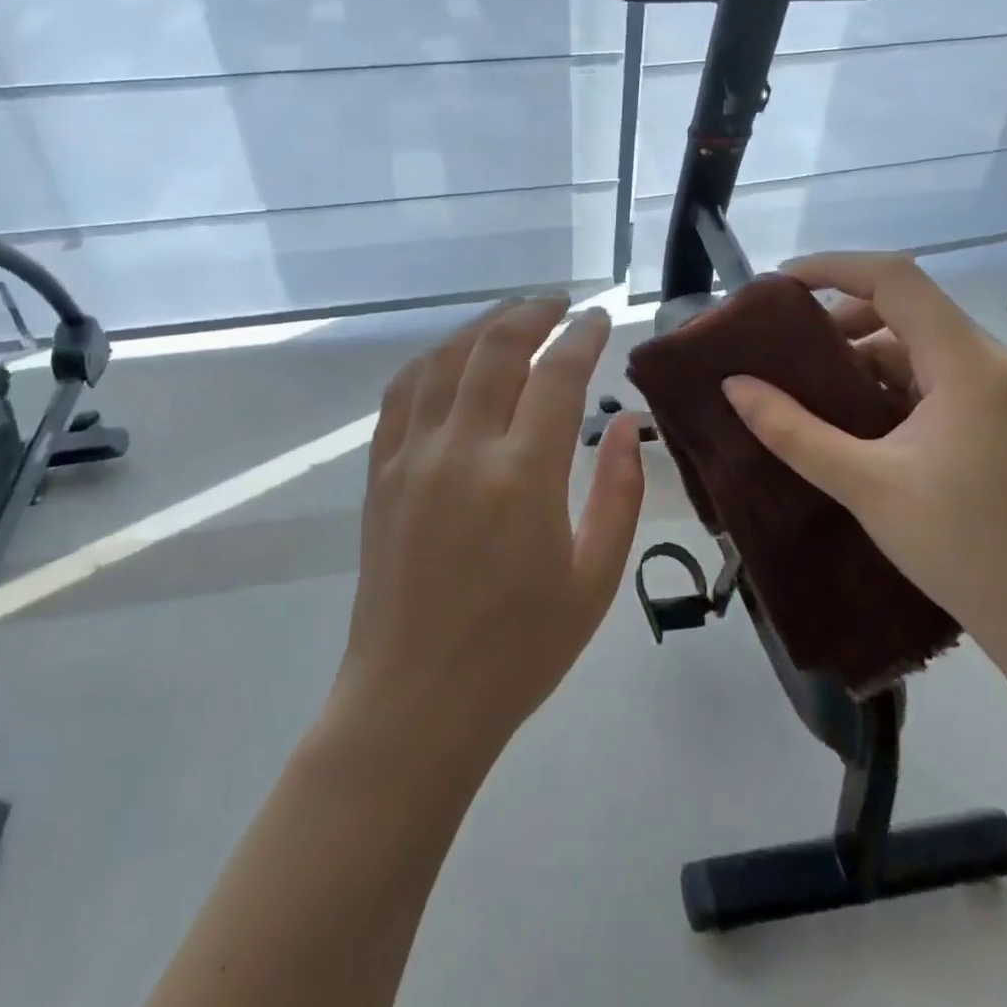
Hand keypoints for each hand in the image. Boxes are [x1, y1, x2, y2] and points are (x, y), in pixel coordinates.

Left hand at [334, 295, 645, 761]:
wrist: (415, 701)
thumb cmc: (518, 652)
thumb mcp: (594, 581)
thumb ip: (618, 494)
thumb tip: (625, 425)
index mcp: (523, 478)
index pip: (556, 375)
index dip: (582, 336)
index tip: (599, 319)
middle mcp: (462, 450)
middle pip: (495, 348)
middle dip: (532, 313)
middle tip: (560, 305)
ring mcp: (412, 457)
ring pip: (443, 359)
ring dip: (481, 326)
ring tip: (512, 318)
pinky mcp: (381, 472)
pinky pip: (402, 393)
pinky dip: (432, 360)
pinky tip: (452, 357)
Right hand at [721, 252, 1006, 680]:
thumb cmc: (962, 545)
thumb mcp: (863, 483)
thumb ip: (792, 430)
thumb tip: (734, 385)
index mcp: (967, 364)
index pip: (896, 279)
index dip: (834, 267)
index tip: (779, 285)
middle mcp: (992, 364)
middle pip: (908, 309)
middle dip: (841, 319)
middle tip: (788, 349)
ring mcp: (1003, 393)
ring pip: (920, 348)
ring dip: (864, 358)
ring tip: (811, 392)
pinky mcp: (1002, 422)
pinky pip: (936, 380)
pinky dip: (890, 386)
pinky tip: (856, 423)